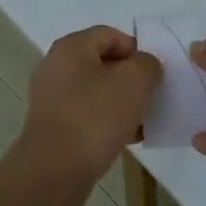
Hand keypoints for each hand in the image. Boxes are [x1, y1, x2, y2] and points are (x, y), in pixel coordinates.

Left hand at [13, 25, 160, 200]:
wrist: (54, 171)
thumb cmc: (94, 118)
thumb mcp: (133, 82)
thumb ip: (146, 64)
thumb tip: (144, 65)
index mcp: (70, 48)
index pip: (110, 34)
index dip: (136, 49)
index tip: (153, 73)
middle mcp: (56, 67)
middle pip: (102, 63)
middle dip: (131, 78)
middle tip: (151, 96)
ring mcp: (52, 98)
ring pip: (96, 91)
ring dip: (122, 102)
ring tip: (144, 120)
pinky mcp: (54, 125)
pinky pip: (88, 114)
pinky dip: (109, 121)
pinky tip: (129, 138)